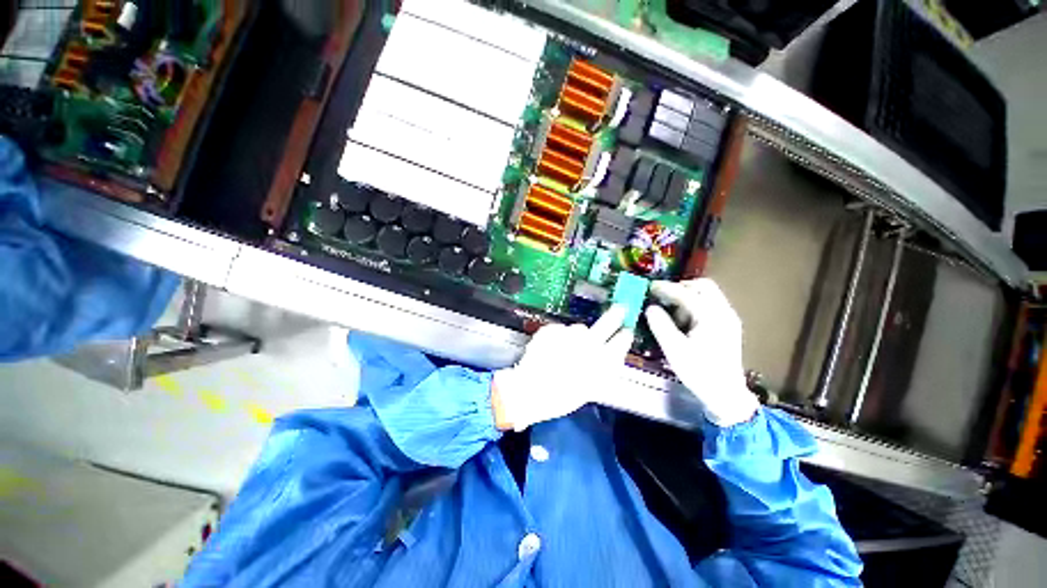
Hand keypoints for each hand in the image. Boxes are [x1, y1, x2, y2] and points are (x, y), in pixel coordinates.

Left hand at [492, 305, 632, 430]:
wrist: (529, 391)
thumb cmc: (559, 397)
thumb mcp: (588, 389)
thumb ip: (603, 370)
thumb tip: (612, 355)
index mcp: (598, 363)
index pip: (619, 343)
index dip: (624, 336)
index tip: (627, 330)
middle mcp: (586, 346)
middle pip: (606, 325)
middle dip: (615, 316)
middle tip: (620, 308)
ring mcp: (568, 336)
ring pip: (578, 328)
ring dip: (576, 336)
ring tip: (565, 350)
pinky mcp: (551, 330)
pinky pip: (560, 329)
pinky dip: (558, 336)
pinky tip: (552, 348)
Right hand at [644, 279, 758, 426]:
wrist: (726, 395)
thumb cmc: (699, 372)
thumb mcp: (674, 349)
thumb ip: (660, 325)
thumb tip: (650, 308)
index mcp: (711, 317)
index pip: (686, 293)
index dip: (666, 288)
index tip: (649, 288)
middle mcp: (724, 312)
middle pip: (703, 286)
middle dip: (680, 287)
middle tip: (662, 297)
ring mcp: (728, 319)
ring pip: (708, 294)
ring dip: (688, 296)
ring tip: (672, 312)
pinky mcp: (728, 326)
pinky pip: (710, 304)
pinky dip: (695, 304)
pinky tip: (684, 321)